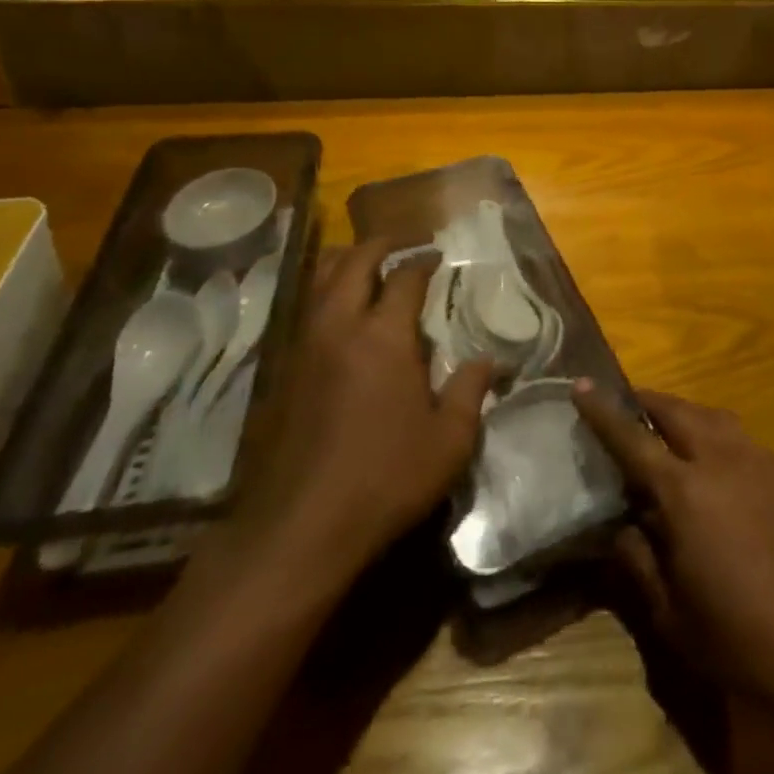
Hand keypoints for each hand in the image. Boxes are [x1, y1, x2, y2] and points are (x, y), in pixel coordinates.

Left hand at [222, 239, 493, 599]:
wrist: (298, 530)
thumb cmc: (385, 479)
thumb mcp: (449, 440)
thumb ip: (471, 391)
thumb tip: (491, 360)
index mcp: (384, 336)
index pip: (405, 277)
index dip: (424, 262)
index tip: (438, 257)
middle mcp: (339, 327)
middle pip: (354, 262)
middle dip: (380, 245)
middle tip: (402, 243)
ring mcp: (304, 348)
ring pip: (320, 281)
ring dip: (346, 264)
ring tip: (369, 267)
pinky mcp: (283, 373)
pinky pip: (306, 312)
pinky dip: (326, 296)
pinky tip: (342, 318)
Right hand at [574, 383, 773, 712]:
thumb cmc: (737, 640)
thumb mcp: (669, 613)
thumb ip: (638, 560)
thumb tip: (620, 526)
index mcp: (685, 492)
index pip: (632, 439)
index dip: (604, 411)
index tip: (581, 384)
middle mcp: (724, 461)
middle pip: (679, 412)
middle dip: (650, 402)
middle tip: (632, 405)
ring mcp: (766, 463)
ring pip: (719, 420)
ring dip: (691, 418)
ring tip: (678, 432)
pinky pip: (753, 448)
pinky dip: (730, 450)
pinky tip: (732, 482)